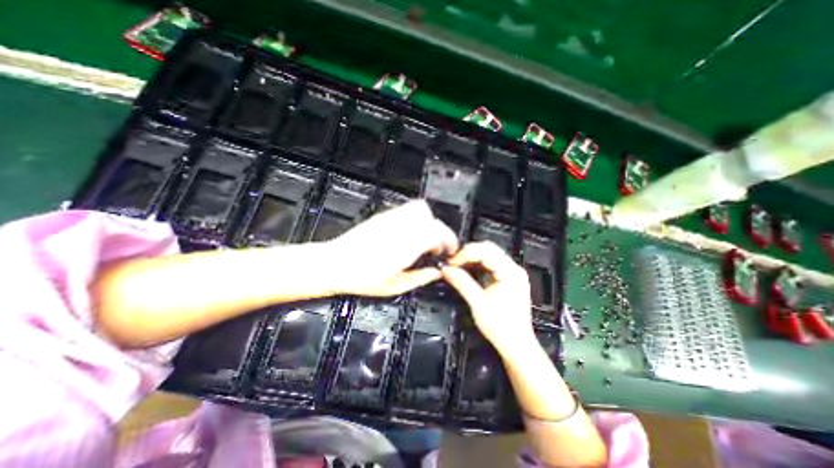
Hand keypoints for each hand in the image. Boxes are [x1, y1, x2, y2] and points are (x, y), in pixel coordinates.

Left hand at [328, 200, 455, 294]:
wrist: (335, 263)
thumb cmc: (361, 278)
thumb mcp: (394, 286)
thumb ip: (420, 278)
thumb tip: (435, 273)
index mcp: (406, 246)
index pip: (438, 232)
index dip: (449, 241)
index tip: (450, 250)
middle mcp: (400, 228)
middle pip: (432, 218)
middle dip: (441, 231)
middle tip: (437, 247)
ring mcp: (391, 219)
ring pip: (420, 209)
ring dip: (428, 222)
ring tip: (424, 239)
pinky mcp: (383, 216)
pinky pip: (406, 210)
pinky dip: (415, 219)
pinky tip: (409, 234)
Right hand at [442, 243, 532, 355]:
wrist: (516, 345)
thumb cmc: (501, 328)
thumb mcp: (477, 303)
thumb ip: (461, 282)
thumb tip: (446, 270)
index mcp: (511, 273)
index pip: (486, 251)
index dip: (466, 253)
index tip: (452, 261)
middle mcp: (514, 270)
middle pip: (489, 249)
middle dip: (468, 253)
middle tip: (453, 262)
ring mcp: (512, 274)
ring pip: (489, 255)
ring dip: (472, 258)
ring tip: (458, 265)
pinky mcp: (509, 279)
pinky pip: (491, 264)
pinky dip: (478, 265)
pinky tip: (468, 270)